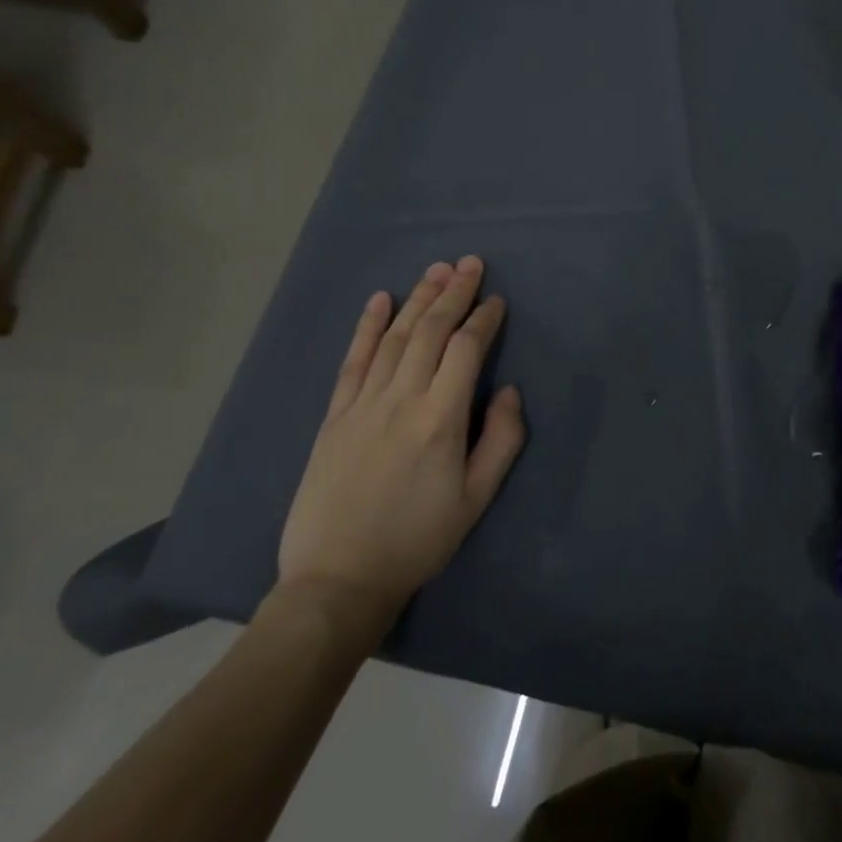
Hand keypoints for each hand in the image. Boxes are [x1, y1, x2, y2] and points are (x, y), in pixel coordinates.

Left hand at [276, 256, 525, 640]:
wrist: (338, 579)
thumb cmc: (418, 539)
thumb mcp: (477, 498)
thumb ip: (501, 439)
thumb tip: (506, 391)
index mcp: (440, 419)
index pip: (466, 350)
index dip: (484, 319)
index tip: (497, 299)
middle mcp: (401, 400)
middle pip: (431, 332)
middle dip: (452, 293)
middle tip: (469, 263)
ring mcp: (362, 404)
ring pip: (395, 339)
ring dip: (417, 300)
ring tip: (435, 270)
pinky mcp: (335, 416)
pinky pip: (353, 361)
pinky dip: (367, 327)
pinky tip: (379, 301)